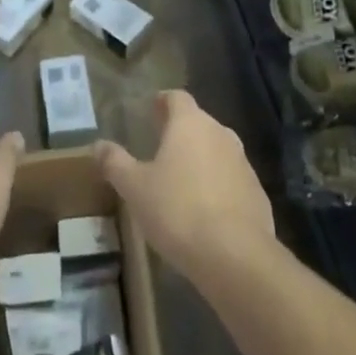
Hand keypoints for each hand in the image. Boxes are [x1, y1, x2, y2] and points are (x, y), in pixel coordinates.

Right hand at [96, 91, 274, 283]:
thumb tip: (97, 145)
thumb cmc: (178, 211)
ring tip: (182, 181)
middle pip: (198, 123)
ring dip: (201, 160)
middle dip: (181, 132)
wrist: (236, 256)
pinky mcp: (258, 194)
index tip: (152, 109)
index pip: (177, 98)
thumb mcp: (135, 188)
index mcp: (190, 124)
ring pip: (217, 151)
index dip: (163, 101)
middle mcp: (220, 134)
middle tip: (161, 147)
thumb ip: (115, 163)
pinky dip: (219, 187)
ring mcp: (243, 163)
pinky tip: (207, 212)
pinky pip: (232, 181)